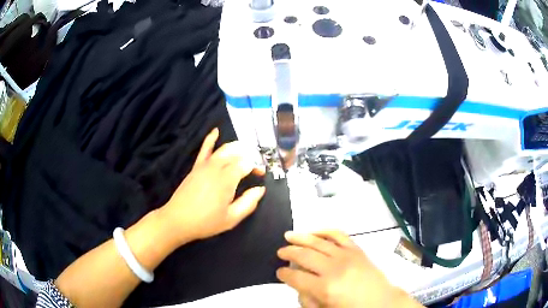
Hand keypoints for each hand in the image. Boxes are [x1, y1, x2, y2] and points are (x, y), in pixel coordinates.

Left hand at [158, 128, 265, 246]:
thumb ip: (248, 203)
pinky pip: (204, 149)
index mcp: (227, 179)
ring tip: (245, 150)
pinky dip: (211, 139)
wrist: (178, 220)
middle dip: (249, 156)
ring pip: (224, 149)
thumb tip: (261, 189)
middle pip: (237, 154)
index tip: (261, 175)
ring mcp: (205, 165)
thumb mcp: (231, 218)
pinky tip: (216, 131)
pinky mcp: (196, 167)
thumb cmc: (206, 222)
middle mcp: (217, 167)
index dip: (256, 167)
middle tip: (254, 167)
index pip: (246, 164)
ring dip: (237, 147)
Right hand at [277, 231, 422, 307]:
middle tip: (280, 252)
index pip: (296, 277)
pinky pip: (339, 235)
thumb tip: (299, 287)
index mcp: (325, 288)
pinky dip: (325, 231)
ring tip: (288, 235)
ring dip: (301, 237)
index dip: (283, 274)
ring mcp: (346, 256)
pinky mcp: (357, 249)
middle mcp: (333, 268)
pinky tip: (315, 231)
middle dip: (288, 252)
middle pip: (304, 255)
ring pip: (318, 241)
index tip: (279, 272)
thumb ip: (308, 301)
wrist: (382, 302)